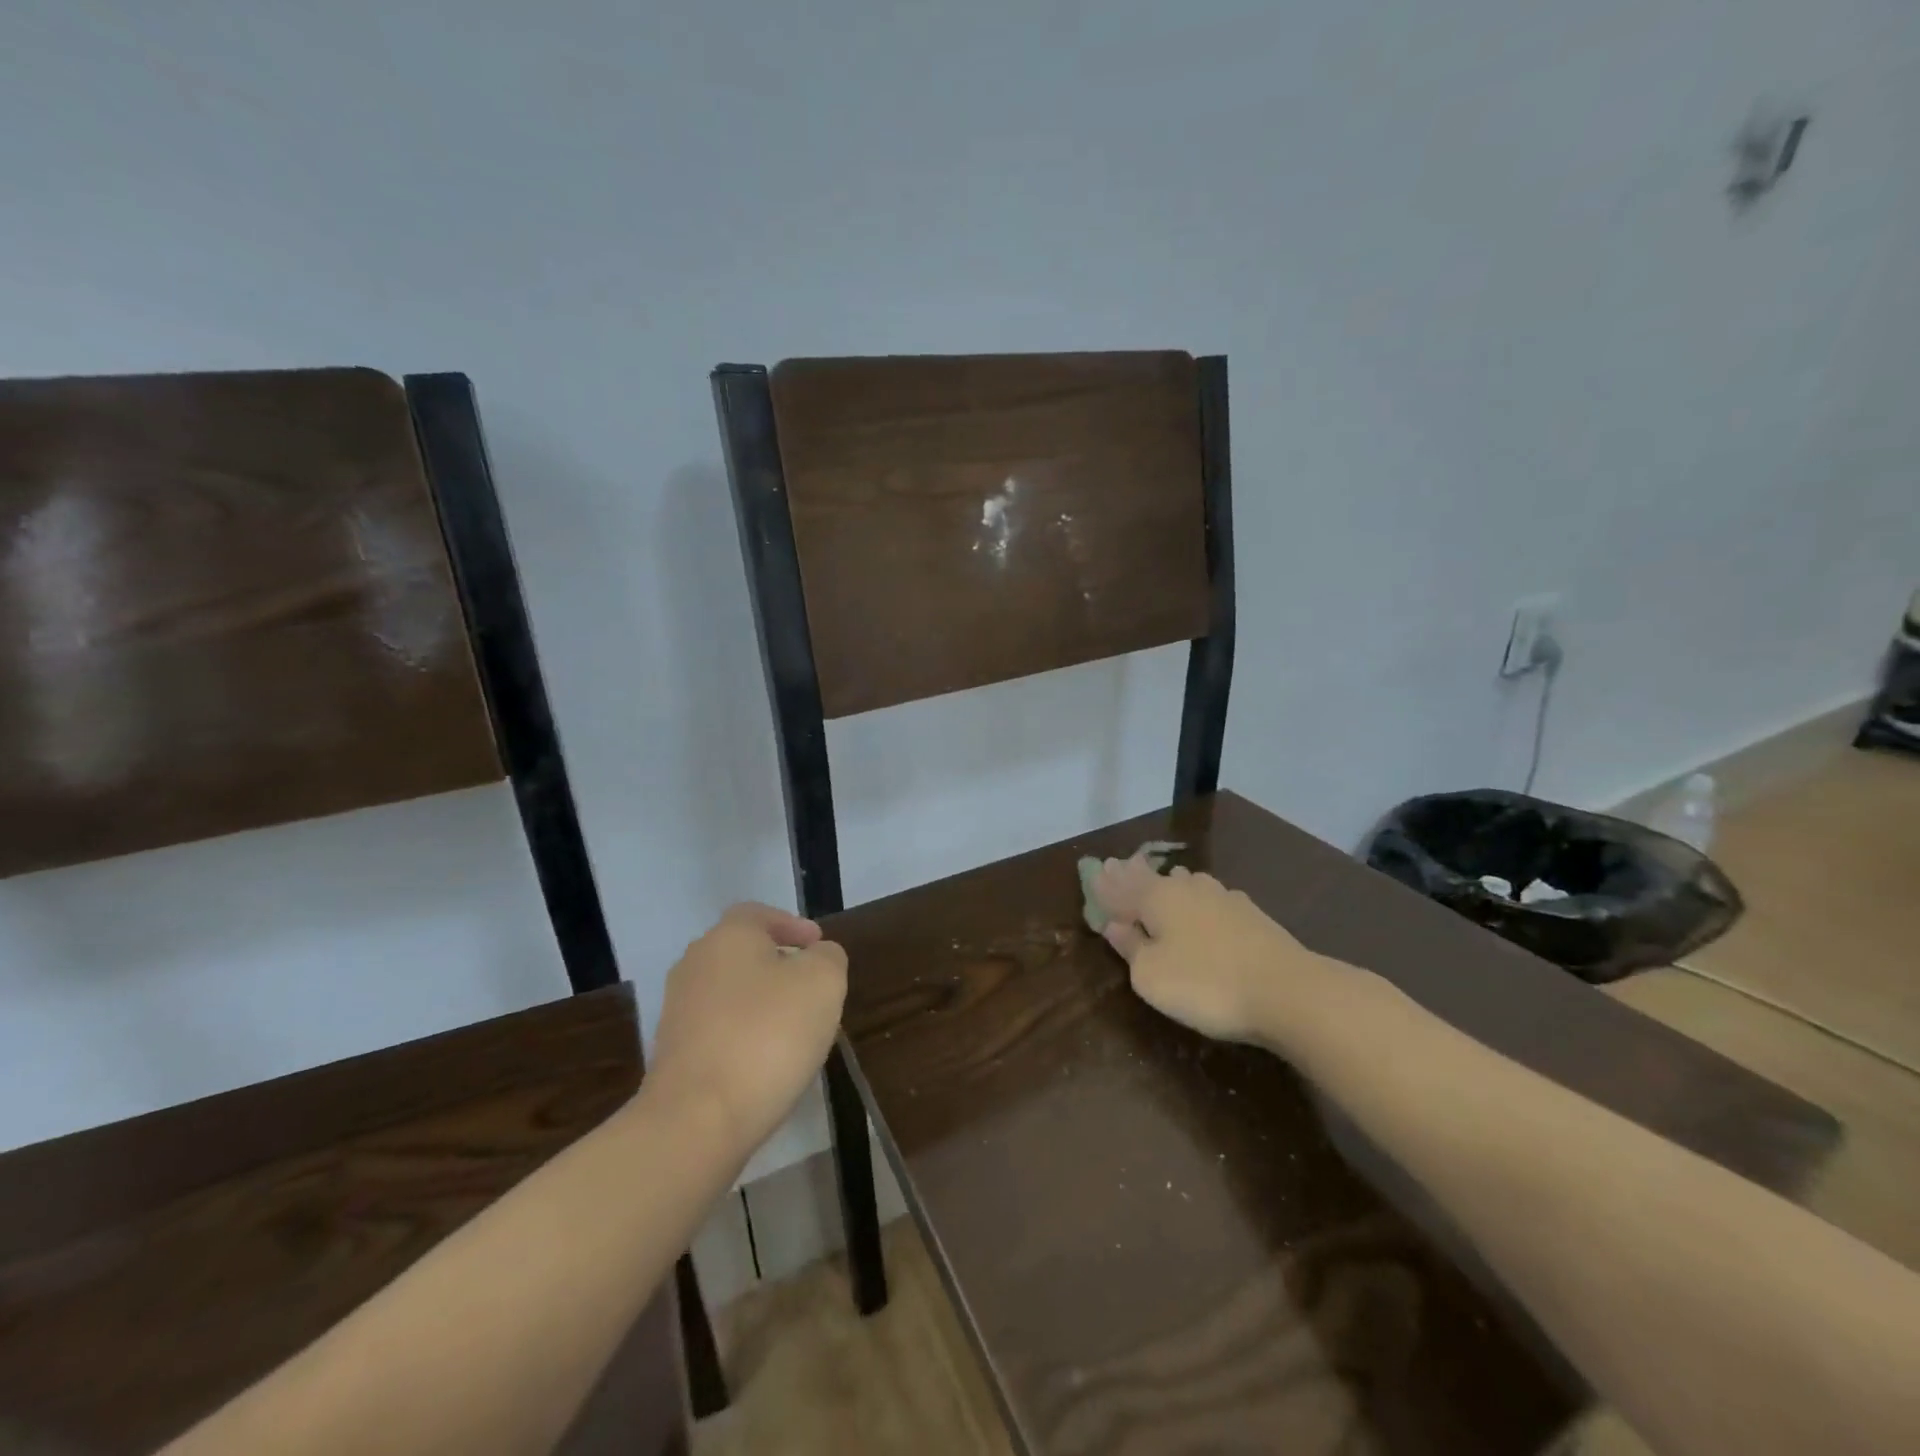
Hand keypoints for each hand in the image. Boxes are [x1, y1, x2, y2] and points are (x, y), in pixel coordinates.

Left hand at [646, 904, 847, 1154]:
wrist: (696, 1121)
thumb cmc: (767, 1036)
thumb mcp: (823, 983)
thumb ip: (828, 957)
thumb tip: (819, 956)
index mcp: (727, 937)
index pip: (757, 914)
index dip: (791, 925)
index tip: (817, 946)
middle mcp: (695, 965)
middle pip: (742, 953)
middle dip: (778, 965)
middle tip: (812, 987)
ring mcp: (678, 1011)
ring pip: (730, 993)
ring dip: (762, 1003)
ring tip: (796, 1028)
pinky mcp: (673, 1054)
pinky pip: (718, 1030)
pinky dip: (744, 1036)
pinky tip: (768, 1062)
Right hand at [1091, 857, 1346, 1047]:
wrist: (1288, 991)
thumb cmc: (1206, 984)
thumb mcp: (1152, 975)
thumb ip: (1130, 948)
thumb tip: (1114, 925)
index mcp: (1157, 899)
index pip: (1123, 887)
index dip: (1107, 883)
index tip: (1095, 871)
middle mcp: (1188, 889)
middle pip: (1155, 879)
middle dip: (1135, 875)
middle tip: (1120, 866)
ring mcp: (1224, 899)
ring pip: (1187, 884)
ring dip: (1169, 883)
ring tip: (1161, 881)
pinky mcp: (1252, 916)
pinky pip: (1211, 899)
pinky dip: (1197, 900)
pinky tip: (1204, 903)